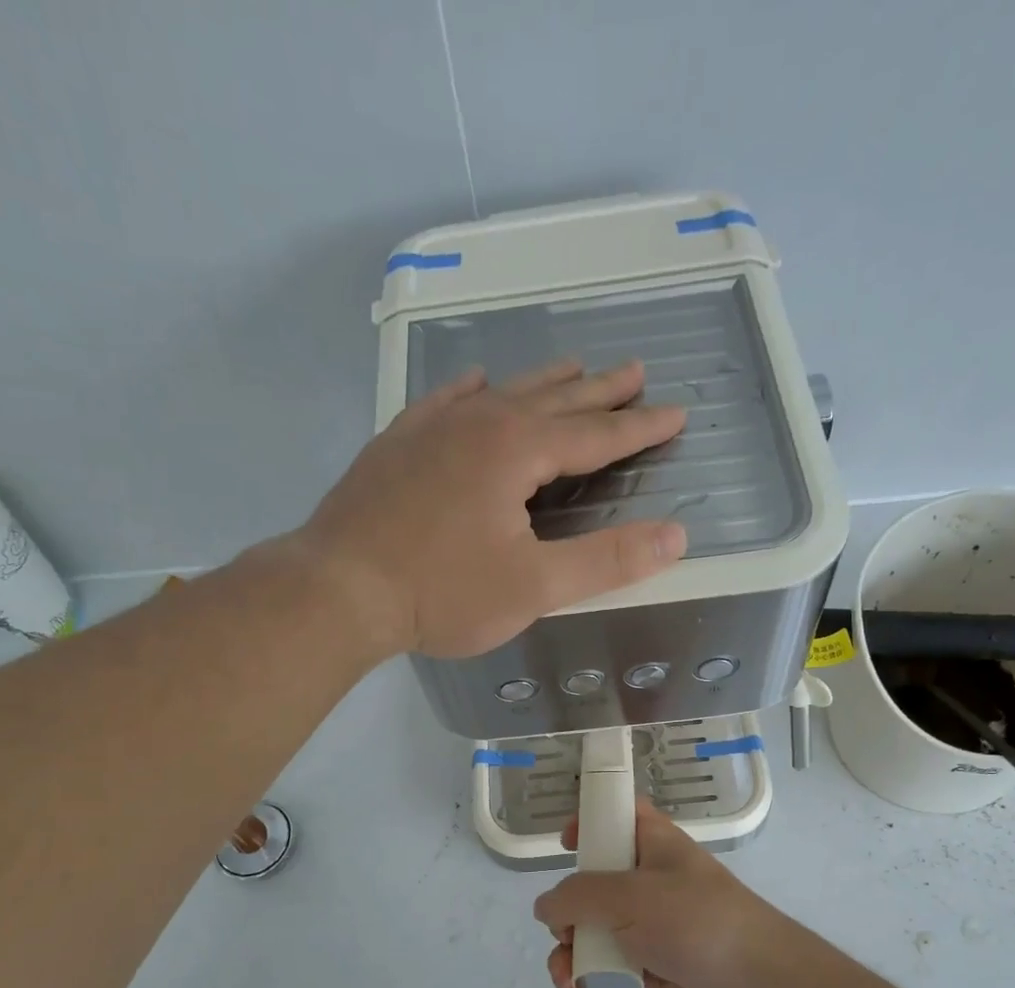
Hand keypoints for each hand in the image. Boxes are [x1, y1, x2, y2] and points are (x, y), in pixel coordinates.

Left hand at [298, 360, 687, 659]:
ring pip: (502, 393)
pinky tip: (477, 383)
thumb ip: (607, 560)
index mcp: (516, 449)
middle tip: (635, 371)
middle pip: (553, 400)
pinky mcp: (397, 445)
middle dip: (599, 390)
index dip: (639, 427)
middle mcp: (478, 422)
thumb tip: (676, 536)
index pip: (595, 434)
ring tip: (573, 368)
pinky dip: (472, 390)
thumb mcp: (535, 586)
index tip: (676, 413)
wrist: (338, 588)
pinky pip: (445, 401)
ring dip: (543, 383)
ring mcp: (431, 428)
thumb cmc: (442, 592)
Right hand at [532, 799, 806, 987]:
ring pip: (594, 936)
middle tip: (565, 937)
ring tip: (566, 983)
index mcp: (653, 846)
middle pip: (592, 887)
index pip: (619, 817)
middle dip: (565, 917)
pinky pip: (608, 975)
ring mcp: (650, 929)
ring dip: (571, 960)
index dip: (590, 823)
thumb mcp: (631, 897)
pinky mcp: (652, 971)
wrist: (760, 986)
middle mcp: (649, 884)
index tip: (566, 845)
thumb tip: (545, 908)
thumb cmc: (696, 922)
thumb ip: (578, 897)